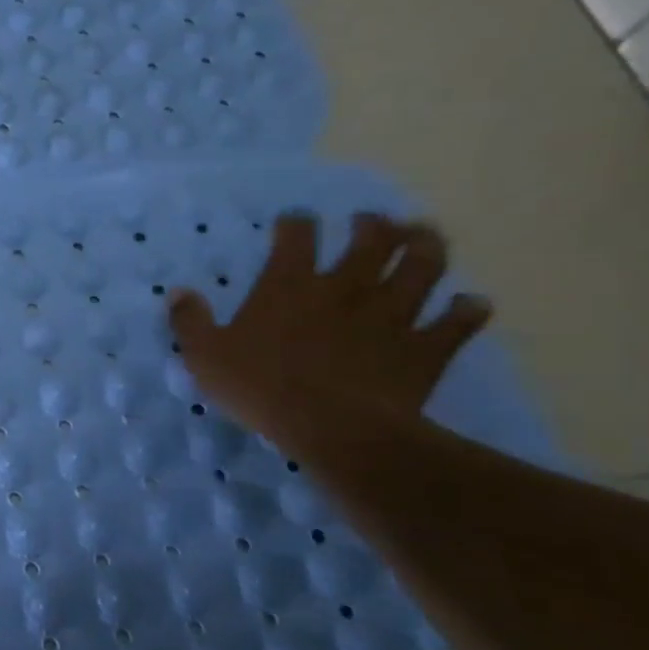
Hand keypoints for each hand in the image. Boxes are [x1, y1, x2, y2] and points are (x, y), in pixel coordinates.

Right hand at [169, 212, 492, 463]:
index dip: (296, 223)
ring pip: (422, 268)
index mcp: (289, 286)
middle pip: (370, 241)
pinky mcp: (426, 347)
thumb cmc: (261, 388)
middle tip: (372, 221)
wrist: (336, 429)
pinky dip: (467, 310)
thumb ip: (189, 321)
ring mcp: (392, 315)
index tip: (294, 220)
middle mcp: (345, 288)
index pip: (296, 237)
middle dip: (372, 225)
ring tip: (425, 237)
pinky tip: (470, 303)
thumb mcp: (204, 355)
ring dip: (426, 247)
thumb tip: (179, 292)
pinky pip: (457, 321)